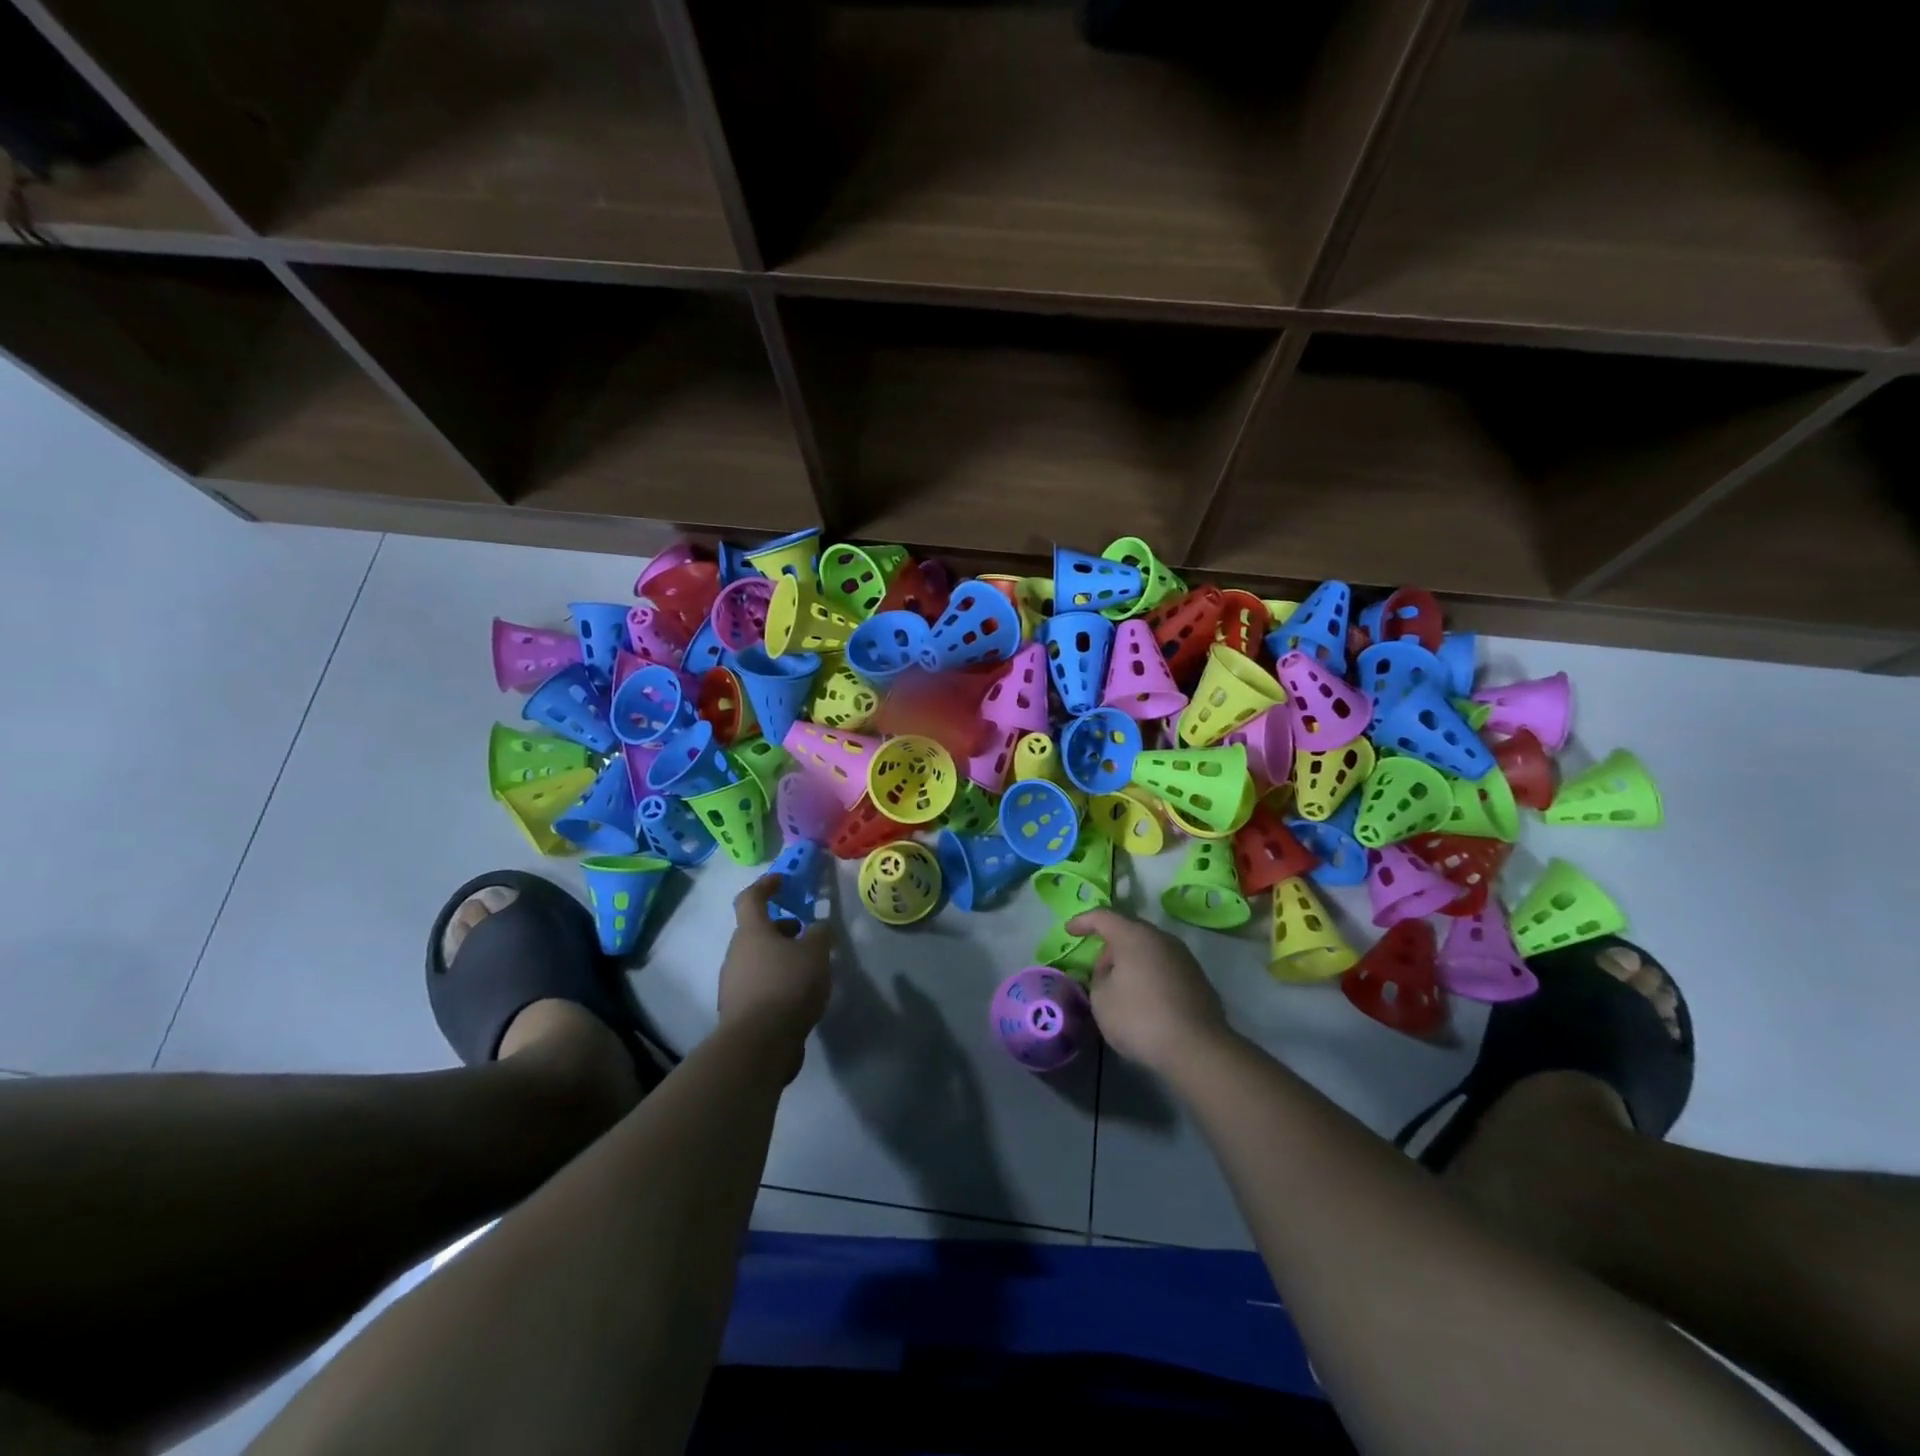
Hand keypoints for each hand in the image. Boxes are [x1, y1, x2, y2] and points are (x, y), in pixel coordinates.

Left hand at [718, 876, 832, 1067]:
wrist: (758, 1045)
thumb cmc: (787, 986)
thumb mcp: (816, 953)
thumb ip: (820, 934)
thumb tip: (818, 927)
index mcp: (751, 932)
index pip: (751, 898)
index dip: (766, 885)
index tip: (782, 881)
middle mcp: (736, 954)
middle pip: (756, 931)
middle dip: (781, 928)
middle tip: (806, 932)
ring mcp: (734, 984)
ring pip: (758, 959)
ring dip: (780, 956)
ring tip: (809, 967)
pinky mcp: (739, 1011)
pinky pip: (759, 984)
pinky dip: (777, 981)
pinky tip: (799, 994)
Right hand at [1067, 908, 1229, 1074]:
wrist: (1197, 1048)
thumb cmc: (1139, 1018)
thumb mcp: (1101, 999)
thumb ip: (1099, 978)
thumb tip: (1110, 973)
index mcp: (1134, 936)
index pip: (1103, 917)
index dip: (1083, 921)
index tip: (1069, 930)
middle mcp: (1161, 938)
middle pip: (1129, 931)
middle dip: (1110, 945)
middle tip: (1097, 967)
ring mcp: (1184, 957)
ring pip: (1150, 949)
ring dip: (1132, 961)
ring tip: (1120, 985)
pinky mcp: (1198, 979)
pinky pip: (1165, 967)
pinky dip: (1150, 975)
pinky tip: (1145, 998)